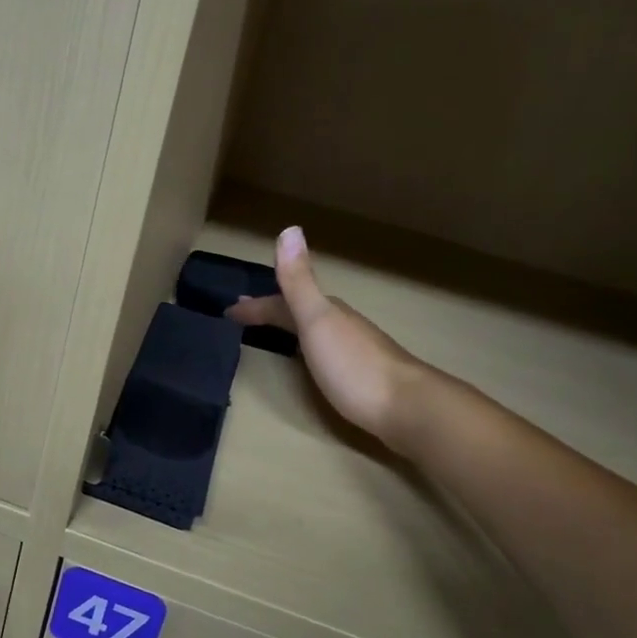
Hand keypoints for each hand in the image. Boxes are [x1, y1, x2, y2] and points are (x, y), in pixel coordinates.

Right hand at [227, 226, 434, 453]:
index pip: (282, 301)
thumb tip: (289, 229)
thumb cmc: (354, 366)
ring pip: (315, 331)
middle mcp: (341, 325)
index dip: (255, 305)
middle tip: (245, 315)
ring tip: (273, 335)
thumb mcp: (318, 320)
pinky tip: (312, 364)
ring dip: (291, 328)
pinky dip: (308, 350)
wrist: (408, 408)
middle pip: (300, 312)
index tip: (228, 311)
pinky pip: (325, 353)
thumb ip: (300, 282)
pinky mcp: (363, 376)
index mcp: (327, 312)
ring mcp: (355, 350)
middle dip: (272, 310)